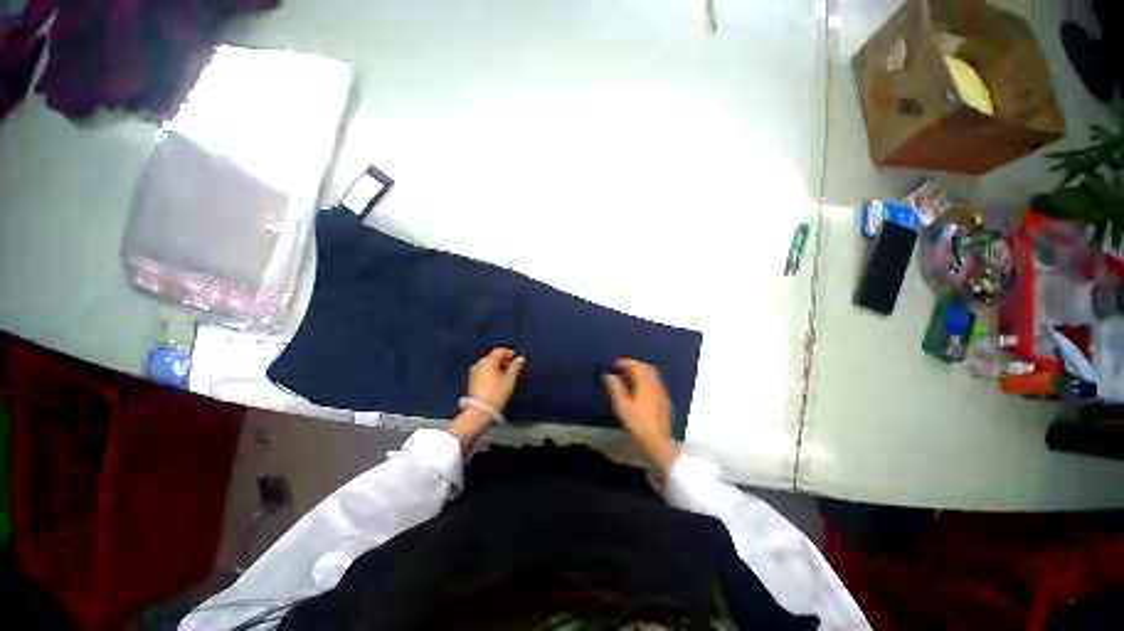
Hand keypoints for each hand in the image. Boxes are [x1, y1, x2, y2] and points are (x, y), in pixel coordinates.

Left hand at [450, 348, 524, 452]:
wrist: (480, 411)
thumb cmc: (497, 393)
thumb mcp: (510, 379)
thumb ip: (516, 367)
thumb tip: (520, 358)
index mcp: (488, 361)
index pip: (499, 351)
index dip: (508, 352)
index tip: (516, 356)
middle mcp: (479, 364)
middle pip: (492, 357)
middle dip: (503, 359)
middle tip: (513, 365)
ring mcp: (474, 373)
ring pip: (488, 365)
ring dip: (497, 366)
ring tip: (507, 373)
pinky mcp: (472, 382)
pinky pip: (484, 372)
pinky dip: (491, 372)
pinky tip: (497, 379)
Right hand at [603, 359, 678, 472]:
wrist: (658, 442)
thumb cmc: (638, 423)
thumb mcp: (622, 406)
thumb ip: (615, 388)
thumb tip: (609, 375)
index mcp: (645, 383)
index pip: (636, 366)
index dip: (625, 362)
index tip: (614, 364)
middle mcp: (656, 384)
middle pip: (645, 367)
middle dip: (633, 365)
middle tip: (621, 369)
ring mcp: (662, 391)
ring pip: (651, 374)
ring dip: (640, 372)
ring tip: (628, 379)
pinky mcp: (664, 400)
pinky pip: (655, 382)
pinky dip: (646, 380)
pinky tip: (638, 389)